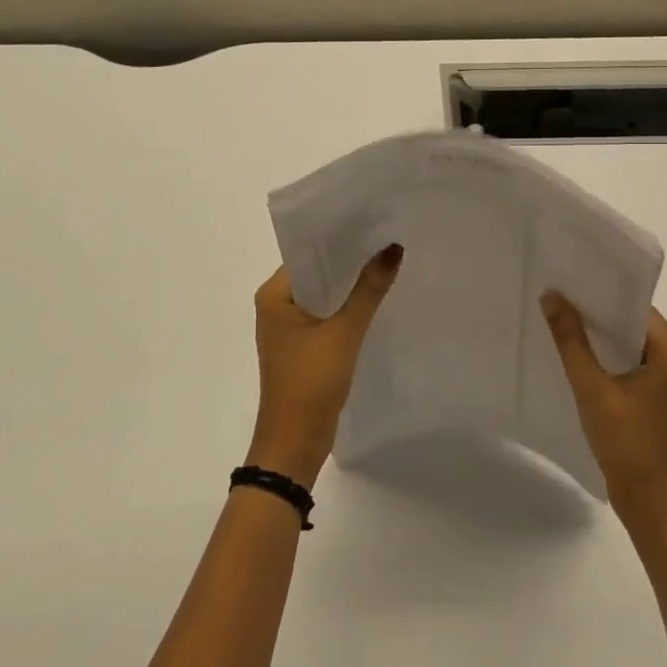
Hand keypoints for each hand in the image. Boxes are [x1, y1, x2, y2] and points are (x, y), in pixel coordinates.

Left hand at [248, 246, 403, 488]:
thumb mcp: (344, 332)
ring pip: (323, 295)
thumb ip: (368, 290)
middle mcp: (276, 305)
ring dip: (349, 286)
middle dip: (349, 261)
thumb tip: (393, 249)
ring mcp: (288, 328)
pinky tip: (375, 300)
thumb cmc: (311, 381)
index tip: (373, 223)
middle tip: (387, 240)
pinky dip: (346, 308)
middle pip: (316, 272)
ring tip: (387, 263)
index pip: (307, 253)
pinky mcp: (302, 347)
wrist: (295, 442)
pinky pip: (326, 316)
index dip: (339, 239)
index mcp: (273, 295)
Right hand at [541, 293, 666, 527]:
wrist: (657, 508)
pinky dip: (612, 359)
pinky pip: (637, 363)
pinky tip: (581, 357)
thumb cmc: (629, 447)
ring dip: (603, 338)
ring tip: (562, 324)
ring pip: (634, 344)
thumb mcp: (593, 390)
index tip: (565, 283)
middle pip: (635, 323)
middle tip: (556, 300)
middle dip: (597, 314)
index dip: (599, 294)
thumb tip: (551, 296)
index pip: (635, 307)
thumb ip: (571, 340)